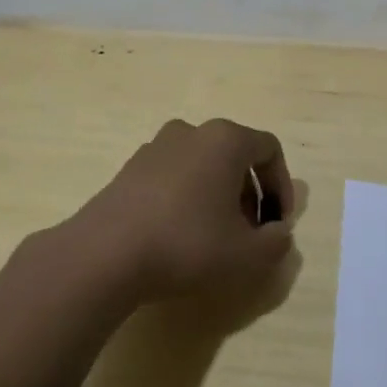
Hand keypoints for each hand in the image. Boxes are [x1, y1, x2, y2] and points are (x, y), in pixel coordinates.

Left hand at [69, 118, 295, 302]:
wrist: (104, 255)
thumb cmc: (187, 244)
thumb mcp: (247, 255)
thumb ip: (276, 242)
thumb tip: (278, 233)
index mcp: (225, 139)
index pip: (269, 149)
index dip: (281, 187)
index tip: (278, 223)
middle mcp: (191, 132)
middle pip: (235, 156)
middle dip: (249, 194)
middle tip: (249, 233)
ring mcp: (155, 147)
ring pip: (202, 165)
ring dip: (218, 195)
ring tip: (215, 236)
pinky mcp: (129, 169)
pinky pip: (173, 176)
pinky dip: (186, 198)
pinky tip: (179, 235)